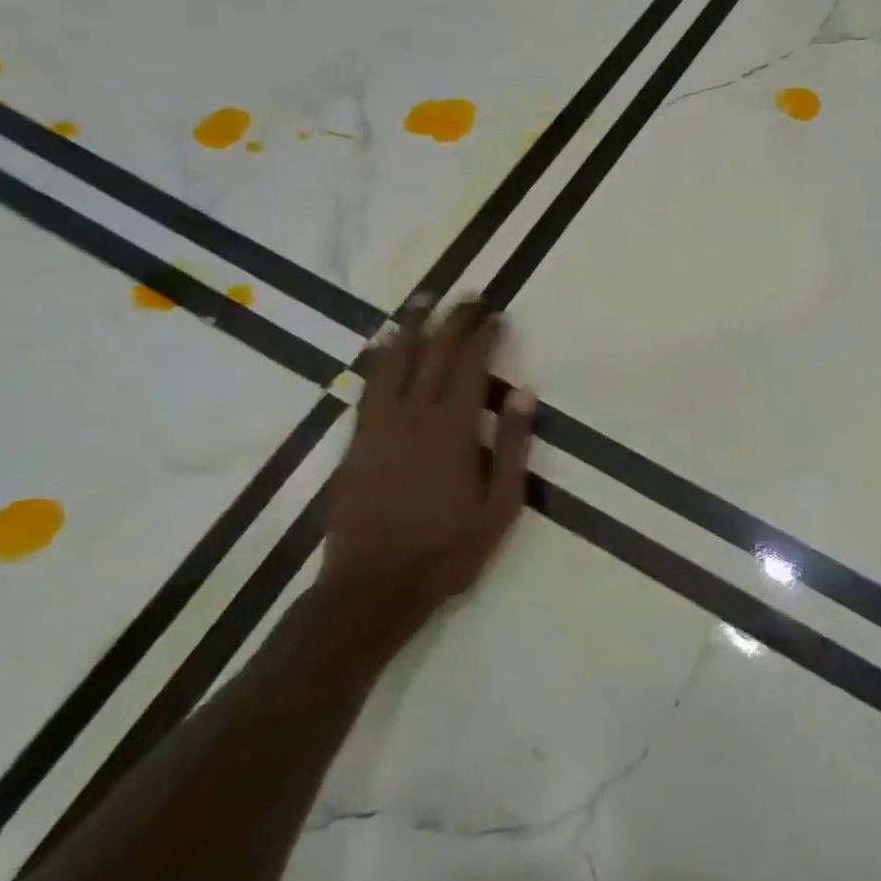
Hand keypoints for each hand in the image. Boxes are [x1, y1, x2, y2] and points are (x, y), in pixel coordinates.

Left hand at [319, 299, 532, 655]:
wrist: (372, 587)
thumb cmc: (447, 550)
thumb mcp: (499, 506)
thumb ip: (512, 447)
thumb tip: (523, 393)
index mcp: (452, 429)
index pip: (469, 365)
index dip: (484, 334)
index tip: (496, 312)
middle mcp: (413, 415)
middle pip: (433, 353)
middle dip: (453, 319)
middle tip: (467, 293)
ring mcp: (379, 426)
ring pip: (394, 361)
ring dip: (411, 326)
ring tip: (423, 298)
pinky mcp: (358, 441)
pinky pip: (368, 385)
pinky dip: (378, 357)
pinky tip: (382, 343)